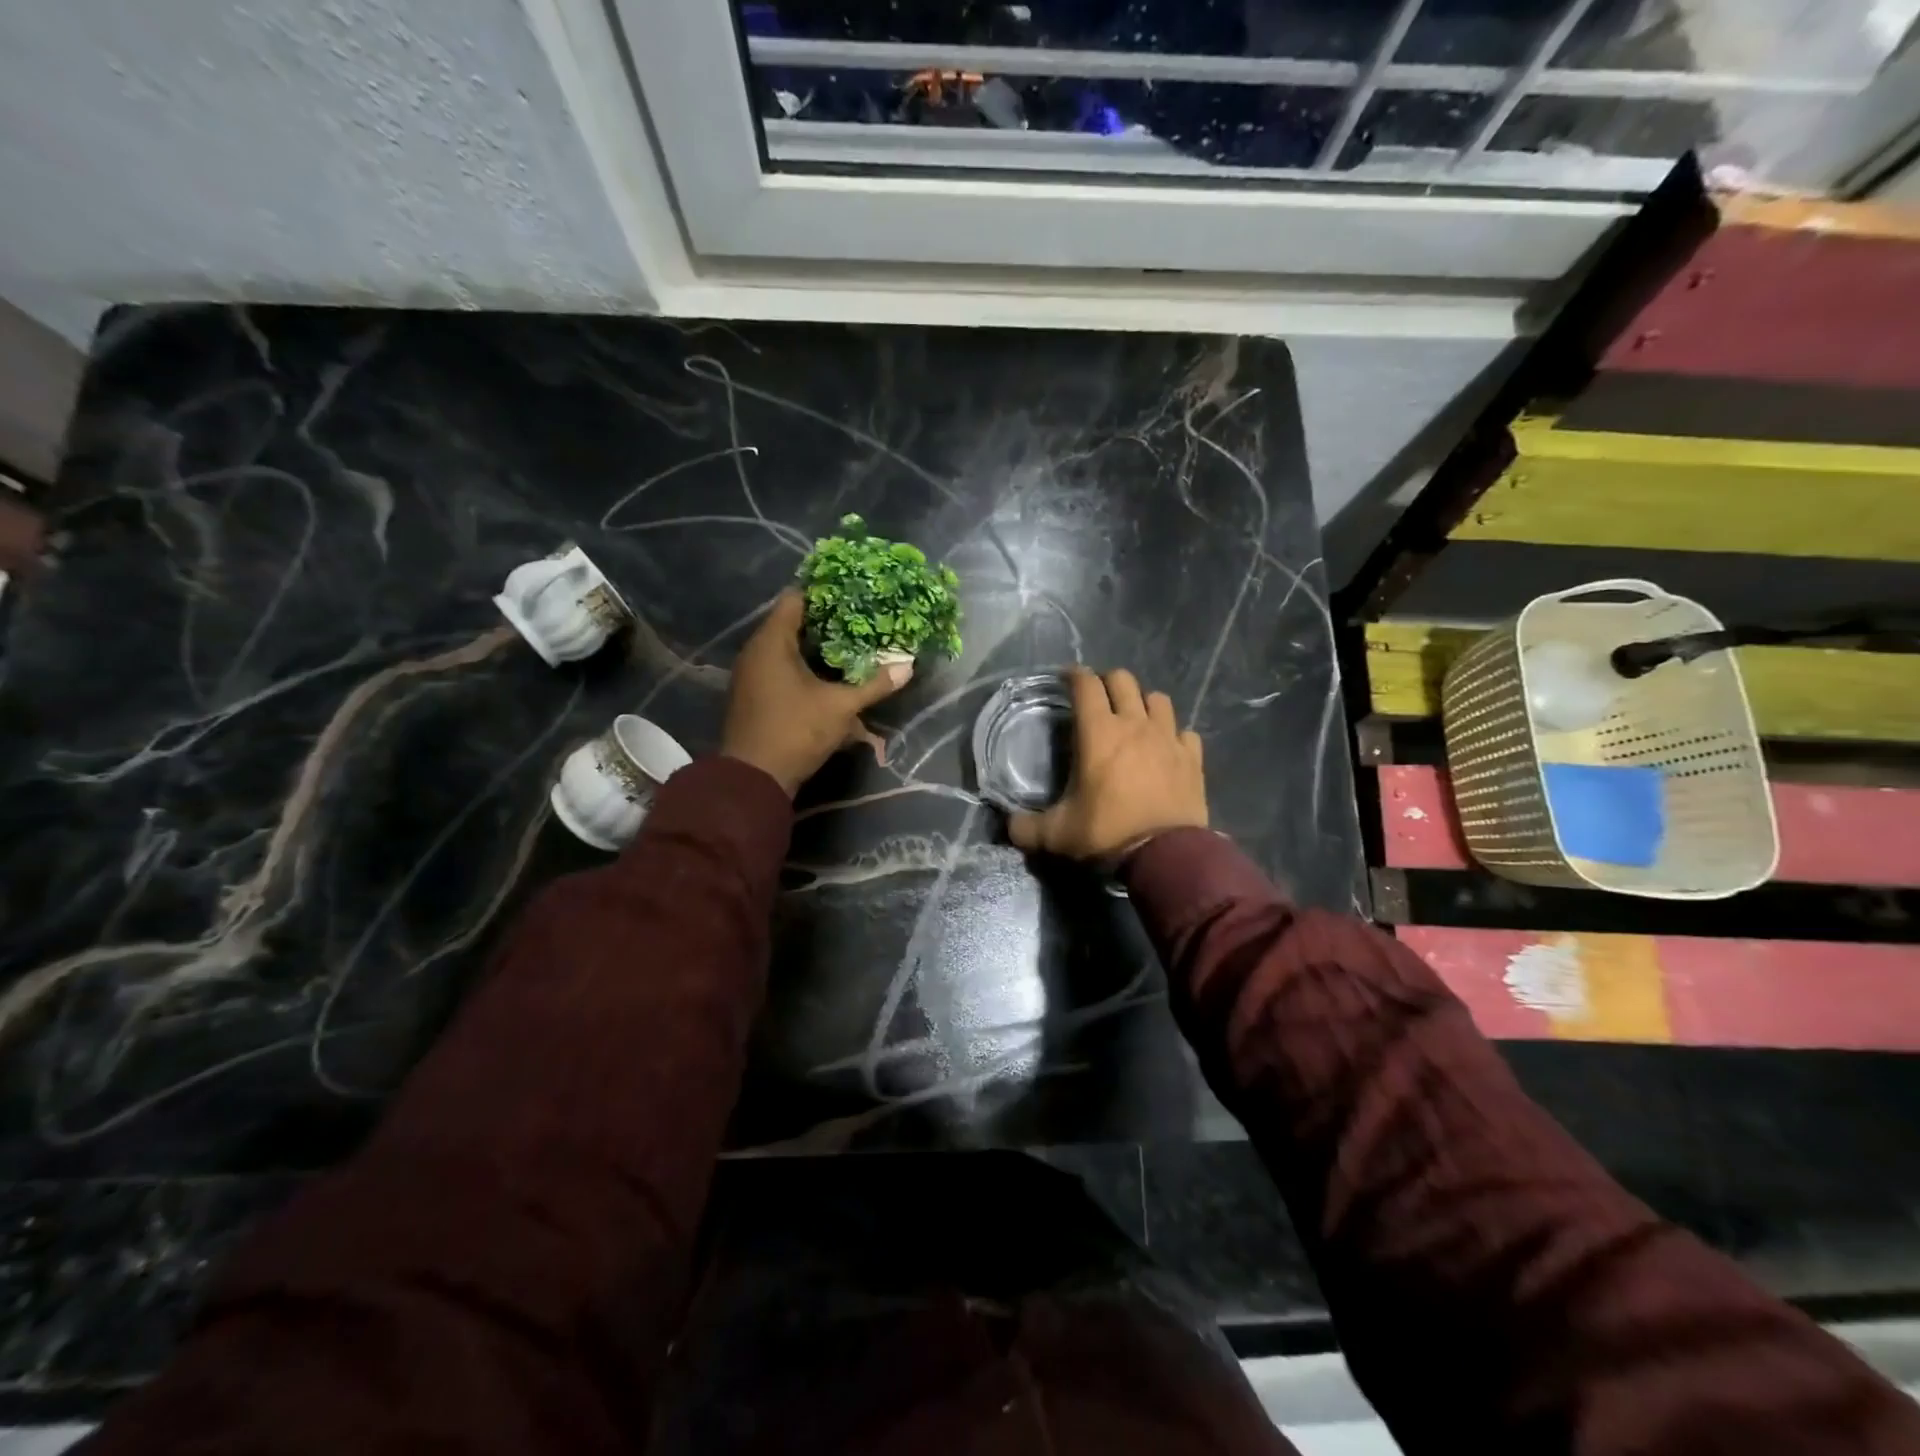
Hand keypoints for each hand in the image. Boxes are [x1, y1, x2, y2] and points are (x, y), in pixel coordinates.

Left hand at [722, 590, 912, 796]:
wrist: (754, 779)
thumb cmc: (796, 731)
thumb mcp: (841, 707)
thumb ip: (873, 685)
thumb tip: (908, 666)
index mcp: (771, 643)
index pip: (795, 599)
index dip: (824, 592)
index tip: (852, 592)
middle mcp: (756, 653)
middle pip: (792, 624)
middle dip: (826, 623)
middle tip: (860, 619)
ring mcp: (752, 676)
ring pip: (787, 650)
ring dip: (816, 650)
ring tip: (850, 647)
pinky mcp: (754, 696)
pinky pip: (781, 671)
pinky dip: (804, 670)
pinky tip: (830, 678)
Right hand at [1008, 668, 1206, 860]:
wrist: (1165, 856)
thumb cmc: (1107, 834)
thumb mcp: (1056, 834)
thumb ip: (1027, 827)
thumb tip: (1009, 825)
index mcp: (1098, 733)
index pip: (1085, 685)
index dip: (1074, 675)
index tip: (1067, 678)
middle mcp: (1134, 725)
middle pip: (1123, 680)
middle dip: (1107, 682)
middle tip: (1097, 698)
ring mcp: (1168, 738)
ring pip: (1158, 699)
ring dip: (1143, 703)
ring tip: (1134, 718)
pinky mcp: (1192, 758)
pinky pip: (1184, 732)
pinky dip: (1174, 735)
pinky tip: (1166, 748)